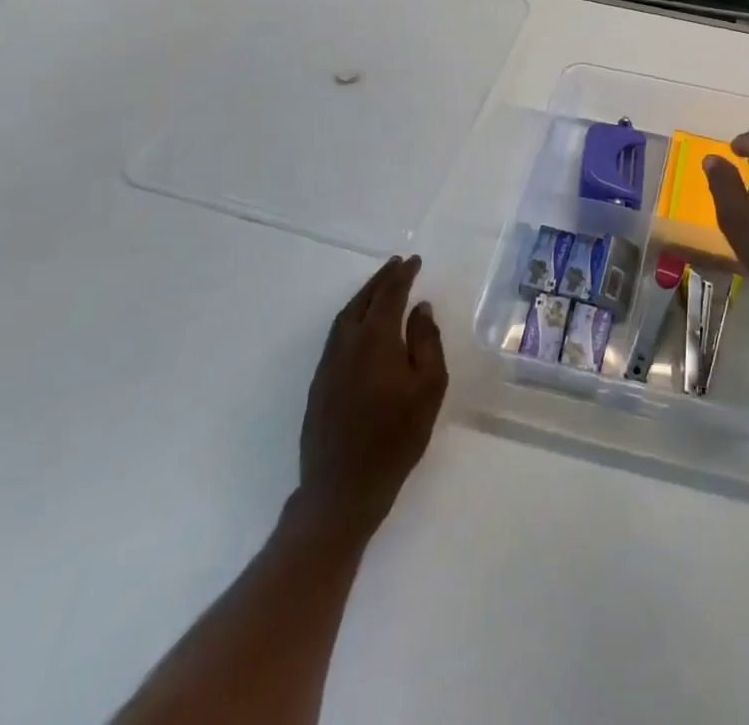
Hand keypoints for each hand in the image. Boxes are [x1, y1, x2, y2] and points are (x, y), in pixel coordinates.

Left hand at [296, 255, 446, 539]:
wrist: (343, 488)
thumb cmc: (396, 436)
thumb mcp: (428, 387)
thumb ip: (427, 341)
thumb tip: (420, 309)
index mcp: (375, 339)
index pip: (390, 294)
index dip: (403, 275)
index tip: (415, 261)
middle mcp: (347, 343)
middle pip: (364, 300)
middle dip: (381, 279)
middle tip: (397, 264)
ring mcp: (329, 364)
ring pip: (346, 316)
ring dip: (365, 296)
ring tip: (381, 287)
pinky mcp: (320, 383)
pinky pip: (338, 335)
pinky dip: (354, 317)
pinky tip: (363, 325)